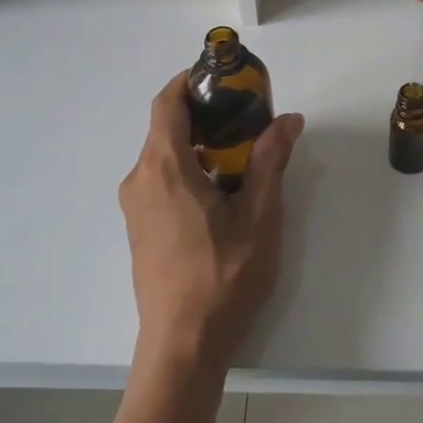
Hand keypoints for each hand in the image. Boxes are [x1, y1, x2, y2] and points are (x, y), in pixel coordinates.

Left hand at [118, 74, 304, 376]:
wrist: (182, 344)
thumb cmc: (222, 276)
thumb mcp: (258, 216)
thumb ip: (270, 161)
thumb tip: (287, 120)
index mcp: (164, 168)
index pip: (166, 103)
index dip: (190, 81)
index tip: (222, 77)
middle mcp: (140, 180)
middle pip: (165, 128)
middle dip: (203, 114)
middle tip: (246, 117)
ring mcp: (135, 208)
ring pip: (163, 157)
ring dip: (197, 145)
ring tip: (240, 155)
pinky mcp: (139, 229)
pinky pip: (159, 182)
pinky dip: (187, 170)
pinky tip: (219, 192)